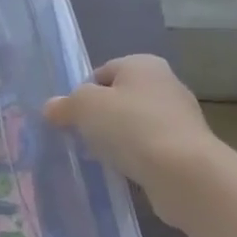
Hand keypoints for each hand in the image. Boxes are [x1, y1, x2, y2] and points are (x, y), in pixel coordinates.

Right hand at [43, 56, 222, 224]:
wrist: (183, 171)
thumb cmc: (131, 126)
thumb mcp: (85, 107)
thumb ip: (66, 104)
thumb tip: (51, 107)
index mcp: (143, 64)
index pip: (101, 72)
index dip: (81, 94)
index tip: (69, 118)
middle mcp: (165, 84)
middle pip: (118, 98)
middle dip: (98, 118)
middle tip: (79, 138)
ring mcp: (178, 117)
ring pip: (133, 125)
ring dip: (115, 139)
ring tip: (99, 157)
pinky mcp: (185, 147)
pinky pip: (148, 147)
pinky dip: (133, 157)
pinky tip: (122, 170)